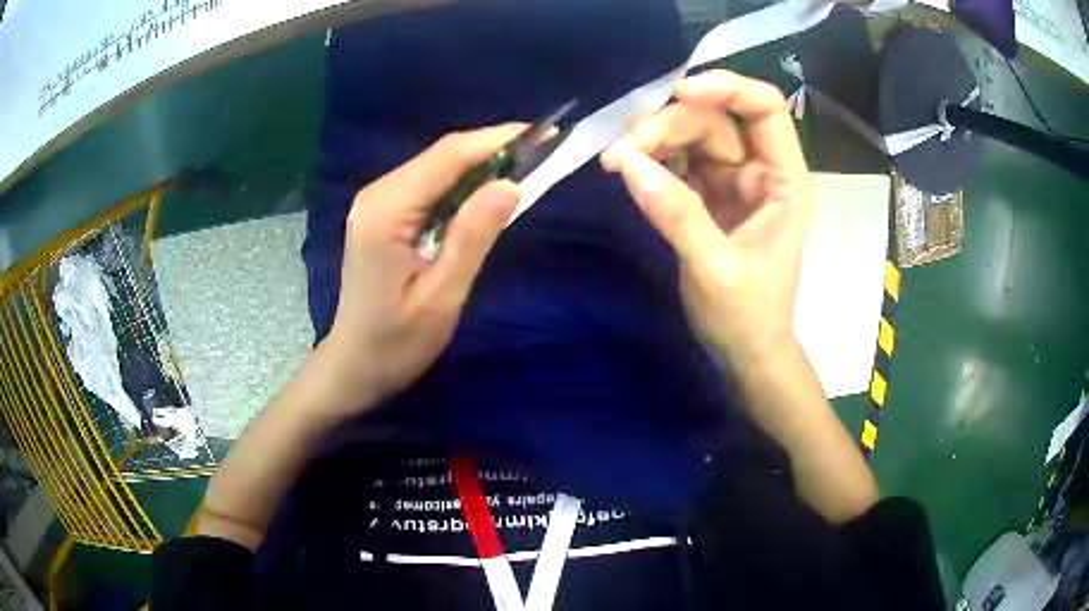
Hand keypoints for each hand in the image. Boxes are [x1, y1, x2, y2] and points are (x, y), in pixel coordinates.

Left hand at [323, 125, 524, 408]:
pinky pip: (428, 185)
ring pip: (436, 167)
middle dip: (493, 149)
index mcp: (387, 211)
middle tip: (543, 151)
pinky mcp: (382, 213)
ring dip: (480, 164)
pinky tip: (487, 191)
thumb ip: (473, 236)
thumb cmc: (397, 342)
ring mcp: (376, 202)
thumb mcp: (442, 296)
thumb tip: (510, 184)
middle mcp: (377, 194)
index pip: (448, 156)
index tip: (544, 134)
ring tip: (525, 167)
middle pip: (442, 155)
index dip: (497, 139)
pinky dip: (462, 183)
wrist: (355, 365)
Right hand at [601, 70, 813, 362]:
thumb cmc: (747, 317)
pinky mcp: (708, 196)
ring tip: (616, 160)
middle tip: (622, 150)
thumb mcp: (714, 269)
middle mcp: (761, 170)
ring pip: (692, 137)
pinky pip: (678, 161)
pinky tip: (628, 169)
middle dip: (669, 125)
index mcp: (784, 181)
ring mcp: (733, 181)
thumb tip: (626, 161)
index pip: (765, 108)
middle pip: (715, 120)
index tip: (677, 92)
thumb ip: (676, 214)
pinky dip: (652, 159)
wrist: (745, 353)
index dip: (726, 88)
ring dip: (653, 140)